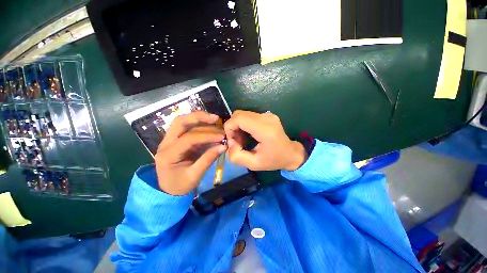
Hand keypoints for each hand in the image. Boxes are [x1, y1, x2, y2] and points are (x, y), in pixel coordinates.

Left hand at [155, 112, 226, 195]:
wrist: (168, 190)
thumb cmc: (180, 185)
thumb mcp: (195, 176)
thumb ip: (208, 159)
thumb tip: (223, 146)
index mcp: (168, 155)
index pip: (188, 139)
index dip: (207, 136)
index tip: (222, 137)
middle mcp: (166, 143)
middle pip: (180, 122)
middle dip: (198, 117)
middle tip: (215, 118)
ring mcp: (169, 140)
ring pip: (182, 122)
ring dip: (199, 119)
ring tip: (215, 120)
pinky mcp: (176, 140)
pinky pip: (187, 128)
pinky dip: (199, 125)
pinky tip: (210, 126)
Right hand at [224, 110, 306, 170]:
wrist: (290, 153)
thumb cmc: (274, 160)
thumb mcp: (254, 164)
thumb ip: (237, 156)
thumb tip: (229, 143)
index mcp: (265, 130)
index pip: (239, 118)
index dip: (229, 127)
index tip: (231, 141)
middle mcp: (266, 118)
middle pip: (239, 114)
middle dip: (232, 127)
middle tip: (236, 141)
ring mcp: (267, 115)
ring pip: (242, 114)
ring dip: (237, 126)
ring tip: (242, 139)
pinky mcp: (267, 115)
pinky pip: (248, 116)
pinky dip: (243, 124)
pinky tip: (247, 135)